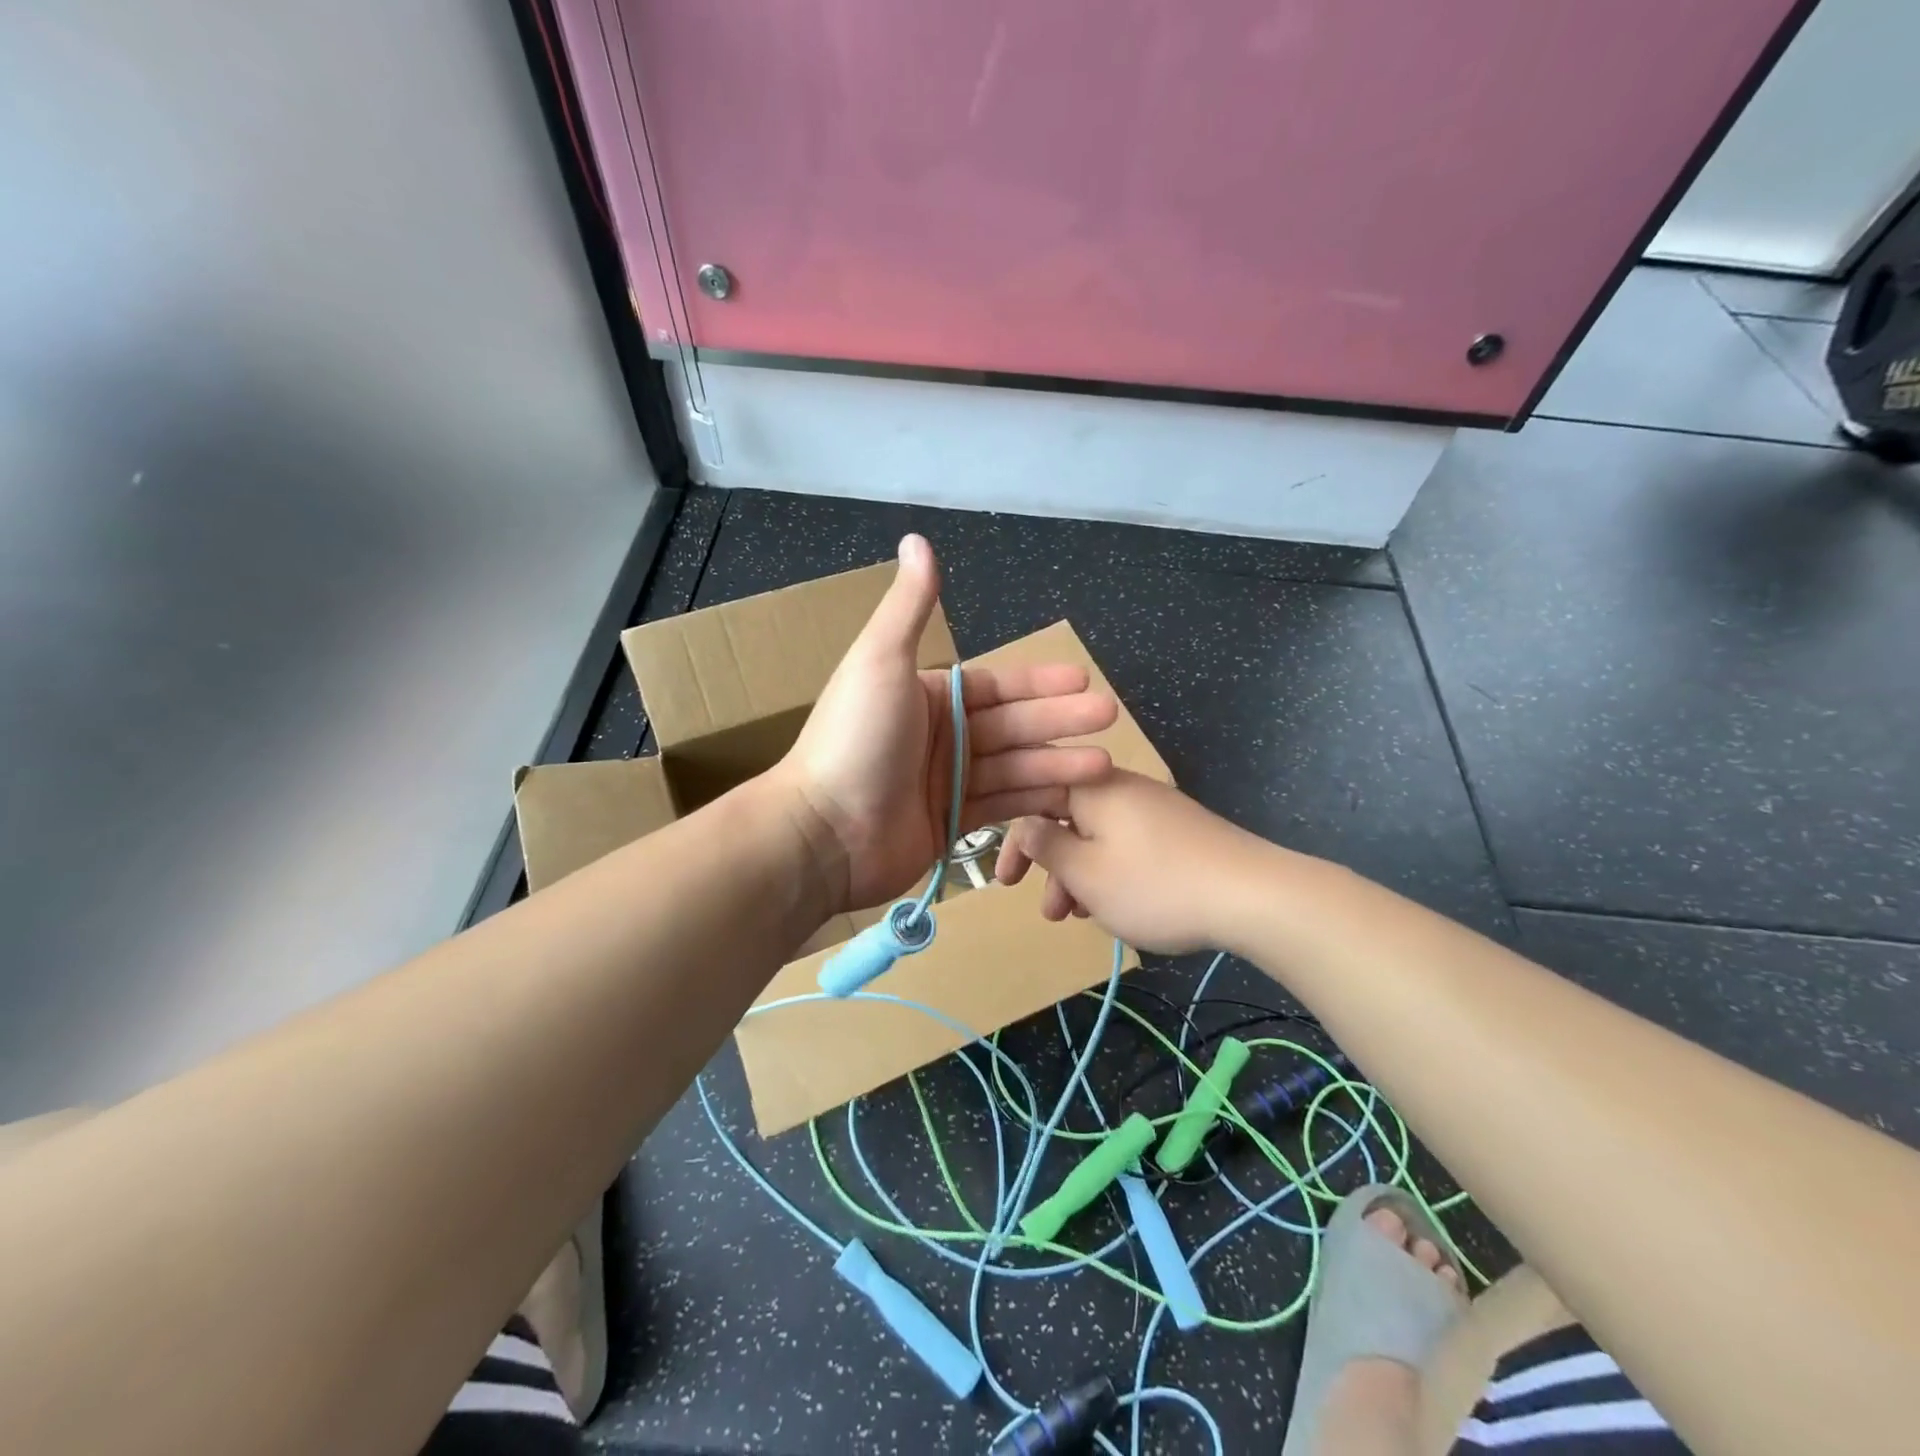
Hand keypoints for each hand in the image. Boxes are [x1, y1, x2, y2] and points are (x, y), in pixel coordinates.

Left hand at [775, 535, 1118, 913]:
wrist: (824, 831)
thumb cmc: (855, 739)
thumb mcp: (881, 661)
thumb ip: (909, 606)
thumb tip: (917, 539)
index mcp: (926, 696)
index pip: (994, 686)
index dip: (1038, 683)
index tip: (1082, 679)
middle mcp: (939, 736)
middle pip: (1012, 725)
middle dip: (1060, 720)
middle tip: (1108, 716)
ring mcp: (945, 782)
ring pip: (1014, 767)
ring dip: (1057, 762)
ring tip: (1106, 763)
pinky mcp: (951, 824)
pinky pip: (1002, 805)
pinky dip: (1035, 800)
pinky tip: (1072, 797)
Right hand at [994, 771, 1262, 953]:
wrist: (1254, 895)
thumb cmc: (1155, 885)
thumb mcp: (1086, 873)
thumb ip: (1046, 846)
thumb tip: (1024, 825)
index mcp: (1093, 788)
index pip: (1035, 799)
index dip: (1014, 841)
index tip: (1005, 881)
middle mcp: (1121, 788)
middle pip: (1067, 819)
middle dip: (1051, 867)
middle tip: (1048, 912)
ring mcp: (1154, 808)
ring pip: (1098, 838)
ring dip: (1080, 877)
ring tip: (1080, 919)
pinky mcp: (1177, 831)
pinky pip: (1127, 846)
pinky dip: (1111, 873)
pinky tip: (1117, 908)